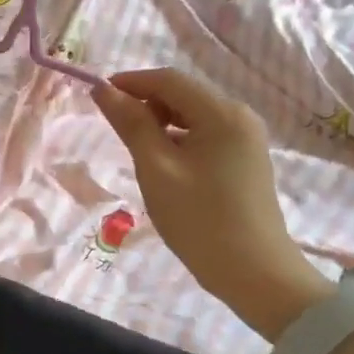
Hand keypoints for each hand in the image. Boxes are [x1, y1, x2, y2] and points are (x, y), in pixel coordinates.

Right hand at [93, 69, 329, 338]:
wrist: (255, 274)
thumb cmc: (200, 220)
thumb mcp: (156, 169)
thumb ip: (131, 124)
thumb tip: (103, 90)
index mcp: (222, 113)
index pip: (169, 79)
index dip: (130, 82)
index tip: (97, 96)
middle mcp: (240, 116)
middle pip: (183, 94)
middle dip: (146, 103)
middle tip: (116, 130)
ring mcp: (246, 138)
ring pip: (193, 115)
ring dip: (161, 123)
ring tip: (138, 152)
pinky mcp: (246, 158)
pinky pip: (205, 134)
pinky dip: (179, 139)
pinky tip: (164, 165)